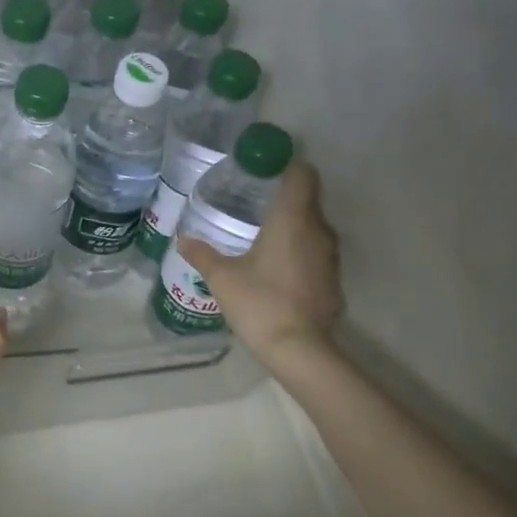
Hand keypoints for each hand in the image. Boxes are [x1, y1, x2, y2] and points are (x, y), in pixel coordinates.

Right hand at [179, 160, 341, 365]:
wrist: (299, 349)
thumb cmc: (259, 302)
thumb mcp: (222, 278)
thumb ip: (203, 254)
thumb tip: (183, 240)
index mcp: (292, 219)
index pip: (302, 174)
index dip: (287, 167)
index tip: (266, 171)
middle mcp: (318, 231)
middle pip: (308, 200)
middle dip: (285, 199)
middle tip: (254, 206)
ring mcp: (330, 257)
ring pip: (313, 229)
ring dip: (294, 229)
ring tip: (264, 239)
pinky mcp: (334, 281)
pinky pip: (317, 256)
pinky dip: (301, 255)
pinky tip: (279, 271)